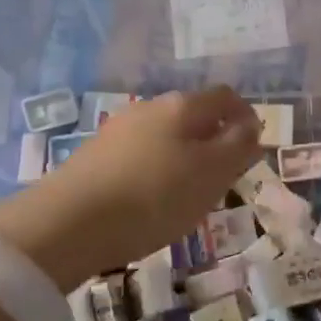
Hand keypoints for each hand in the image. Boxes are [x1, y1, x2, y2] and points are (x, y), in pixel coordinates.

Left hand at [0, 87, 261, 287]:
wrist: (67, 223)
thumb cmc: (153, 196)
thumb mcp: (211, 174)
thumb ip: (238, 147)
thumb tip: (251, 126)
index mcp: (182, 106)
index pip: (225, 97)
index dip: (245, 117)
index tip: (253, 148)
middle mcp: (149, 107)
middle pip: (193, 115)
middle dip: (214, 139)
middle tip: (224, 176)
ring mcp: (118, 130)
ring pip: (165, 136)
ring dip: (184, 156)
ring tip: (189, 194)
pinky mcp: (95, 155)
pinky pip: (140, 155)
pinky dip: (156, 171)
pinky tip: (151, 201)